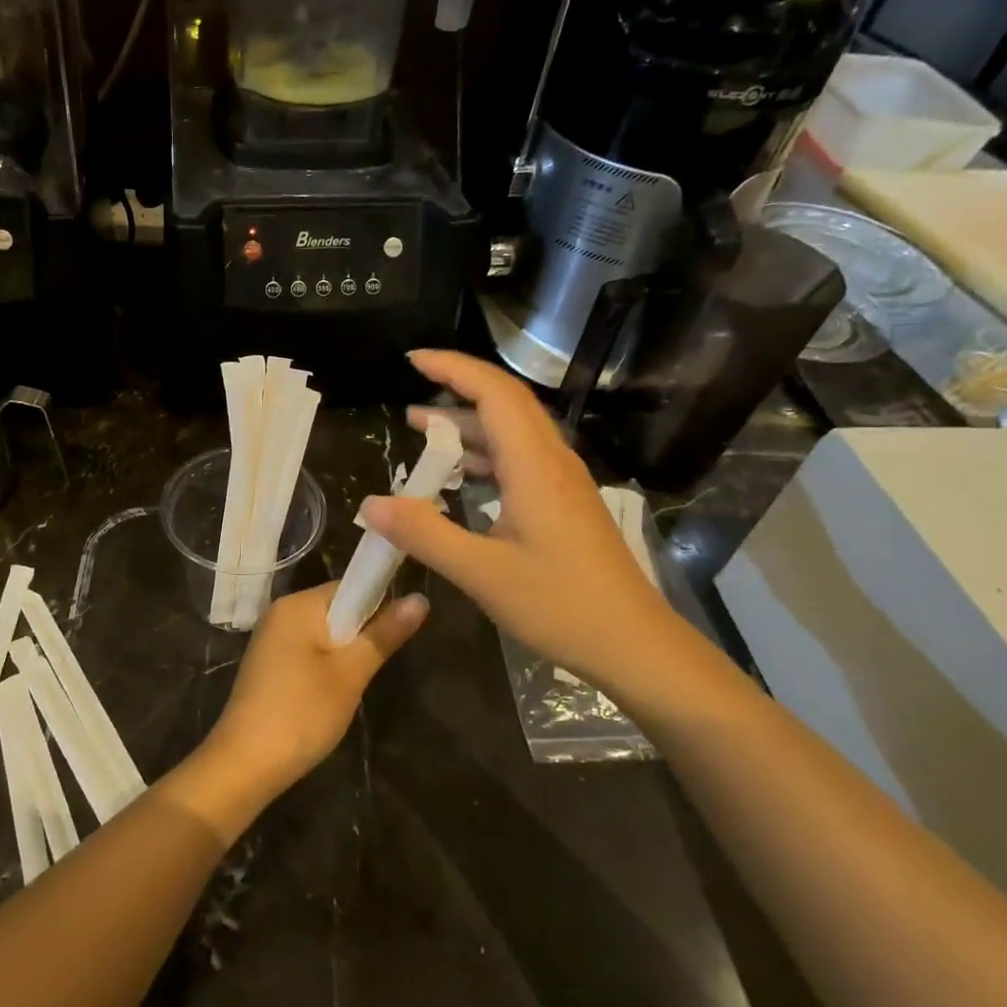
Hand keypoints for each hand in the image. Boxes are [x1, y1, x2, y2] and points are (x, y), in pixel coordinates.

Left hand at [172, 585, 426, 842]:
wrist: (245, 763)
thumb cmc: (302, 712)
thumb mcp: (351, 673)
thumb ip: (384, 633)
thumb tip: (420, 598)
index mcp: (298, 604)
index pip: (349, 586)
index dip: (379, 604)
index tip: (397, 634)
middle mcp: (281, 612)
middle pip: (337, 609)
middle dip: (361, 635)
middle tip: (373, 668)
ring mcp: (272, 638)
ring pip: (324, 634)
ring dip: (345, 655)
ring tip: (354, 685)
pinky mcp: (269, 664)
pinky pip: (308, 651)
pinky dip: (326, 667)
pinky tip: (330, 696)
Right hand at [359, 350, 688, 707]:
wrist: (635, 646)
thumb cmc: (561, 606)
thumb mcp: (482, 574)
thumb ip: (425, 534)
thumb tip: (371, 504)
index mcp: (534, 466)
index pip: (494, 393)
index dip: (453, 369)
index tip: (412, 361)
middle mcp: (552, 462)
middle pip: (506, 404)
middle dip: (457, 389)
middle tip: (411, 392)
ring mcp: (563, 483)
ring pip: (513, 433)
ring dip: (468, 425)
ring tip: (423, 430)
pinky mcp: (565, 504)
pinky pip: (520, 460)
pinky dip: (484, 456)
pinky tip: (462, 477)